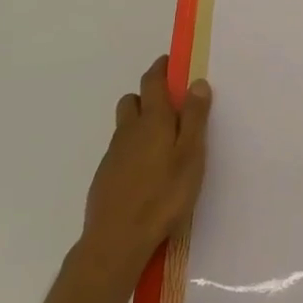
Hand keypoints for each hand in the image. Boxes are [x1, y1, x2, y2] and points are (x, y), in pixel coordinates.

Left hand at [79, 56, 212, 282]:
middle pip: (132, 100)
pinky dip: (132, 148)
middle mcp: (129, 131)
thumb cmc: (163, 194)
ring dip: (139, 122)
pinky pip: (120, 150)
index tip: (169, 62)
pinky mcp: (105, 176)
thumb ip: (195, 118)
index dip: (160, 68)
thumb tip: (196, 82)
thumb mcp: (191, 155)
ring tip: (161, 141)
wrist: (117, 239)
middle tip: (169, 105)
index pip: (152, 82)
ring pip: (124, 126)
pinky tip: (146, 170)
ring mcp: (113, 154)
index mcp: (153, 120)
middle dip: (147, 95)